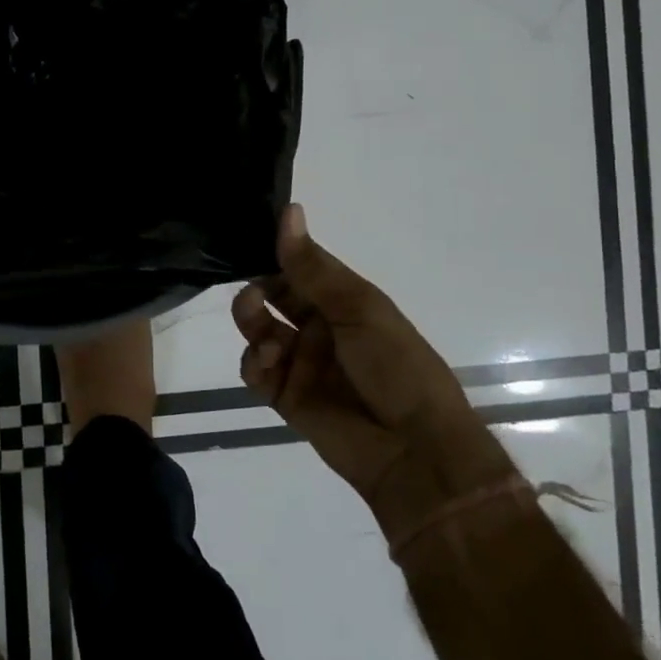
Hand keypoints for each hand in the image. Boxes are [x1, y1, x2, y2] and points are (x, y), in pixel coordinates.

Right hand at [231, 206, 516, 542]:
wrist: (414, 448)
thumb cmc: (395, 365)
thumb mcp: (356, 308)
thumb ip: (312, 266)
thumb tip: (288, 210)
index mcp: (343, 301)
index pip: (300, 267)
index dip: (276, 253)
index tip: (246, 237)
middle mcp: (320, 327)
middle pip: (274, 297)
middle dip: (257, 287)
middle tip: (248, 289)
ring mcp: (302, 362)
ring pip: (259, 331)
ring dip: (251, 321)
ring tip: (258, 328)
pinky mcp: (286, 396)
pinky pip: (256, 371)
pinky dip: (252, 362)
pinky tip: (265, 361)